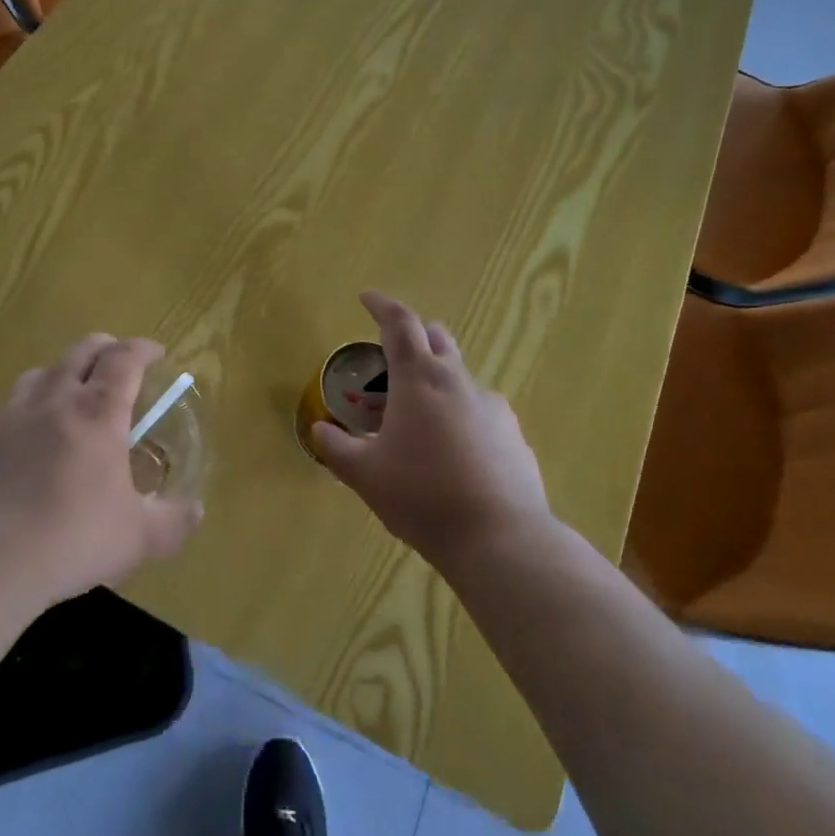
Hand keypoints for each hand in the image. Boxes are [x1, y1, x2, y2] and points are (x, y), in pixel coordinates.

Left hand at [0, 334, 203, 607]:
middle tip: (119, 362)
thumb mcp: (138, 538)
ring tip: (72, 393)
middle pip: (81, 351)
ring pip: (40, 372)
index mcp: (98, 412)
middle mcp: (54, 401)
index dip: (143, 349)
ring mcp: (10, 418)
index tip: (157, 352)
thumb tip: (197, 511)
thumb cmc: (72, 539)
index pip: (124, 359)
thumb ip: (174, 521)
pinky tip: (30, 441)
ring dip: (63, 372)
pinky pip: (9, 409)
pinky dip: (29, 410)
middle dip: (106, 348)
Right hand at [312, 291, 549, 574]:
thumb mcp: (365, 475)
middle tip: (392, 352)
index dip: (381, 306)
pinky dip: (461, 415)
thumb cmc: (422, 496)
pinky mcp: (514, 436)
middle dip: (415, 335)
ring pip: (460, 377)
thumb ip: (337, 449)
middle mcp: (459, 382)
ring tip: (419, 416)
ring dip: (437, 380)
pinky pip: (481, 412)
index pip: (400, 324)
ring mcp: (493, 408)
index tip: (366, 298)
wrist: (500, 538)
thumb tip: (320, 432)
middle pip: (437, 339)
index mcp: (419, 380)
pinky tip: (454, 452)